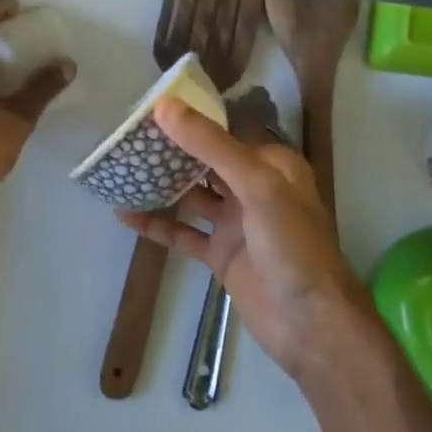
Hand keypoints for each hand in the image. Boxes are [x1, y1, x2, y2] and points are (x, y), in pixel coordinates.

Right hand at [118, 97, 358, 378]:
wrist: (310, 325)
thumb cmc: (292, 245)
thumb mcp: (256, 185)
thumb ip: (211, 145)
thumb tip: (165, 107)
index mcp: (271, 166)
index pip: (225, 131)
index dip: (191, 118)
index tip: (150, 106)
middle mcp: (253, 189)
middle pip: (205, 162)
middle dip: (171, 150)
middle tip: (127, 135)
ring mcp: (235, 223)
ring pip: (191, 196)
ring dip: (160, 185)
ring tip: (121, 168)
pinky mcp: (220, 254)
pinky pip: (183, 233)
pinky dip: (156, 223)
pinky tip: (124, 214)